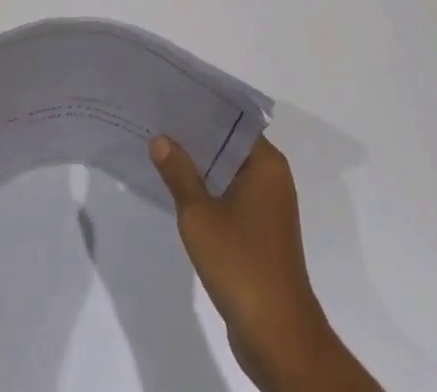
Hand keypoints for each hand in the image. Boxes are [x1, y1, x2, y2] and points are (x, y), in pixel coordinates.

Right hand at [151, 135, 382, 391]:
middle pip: (230, 146)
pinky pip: (232, 199)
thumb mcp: (200, 215)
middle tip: (159, 123)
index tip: (172, 101)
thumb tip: (161, 139)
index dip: (202, 111)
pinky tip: (181, 193)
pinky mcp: (262, 234)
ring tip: (163, 152)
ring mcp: (269, 208)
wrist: (277, 336)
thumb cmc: (241, 264)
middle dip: (197, 139)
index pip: (232, 122)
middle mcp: (273, 178)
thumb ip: (179, 174)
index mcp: (266, 164)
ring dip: (202, 168)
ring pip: (230, 174)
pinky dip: (210, 194)